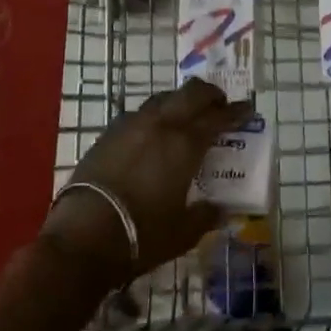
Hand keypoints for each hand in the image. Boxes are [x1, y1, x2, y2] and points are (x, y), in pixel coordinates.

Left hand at [41, 78, 250, 288]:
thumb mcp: (182, 233)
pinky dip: (156, 113)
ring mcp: (132, 125)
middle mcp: (161, 125)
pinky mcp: (109, 133)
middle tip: (219, 104)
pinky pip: (140, 112)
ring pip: (164, 98)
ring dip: (181, 100)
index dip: (235, 111)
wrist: (83, 236)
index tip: (247, 109)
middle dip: (209, 94)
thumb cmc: (141, 235)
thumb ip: (205, 216)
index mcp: (185, 145)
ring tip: (187, 113)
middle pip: (191, 93)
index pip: (217, 117)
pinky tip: (154, 130)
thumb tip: (221, 210)